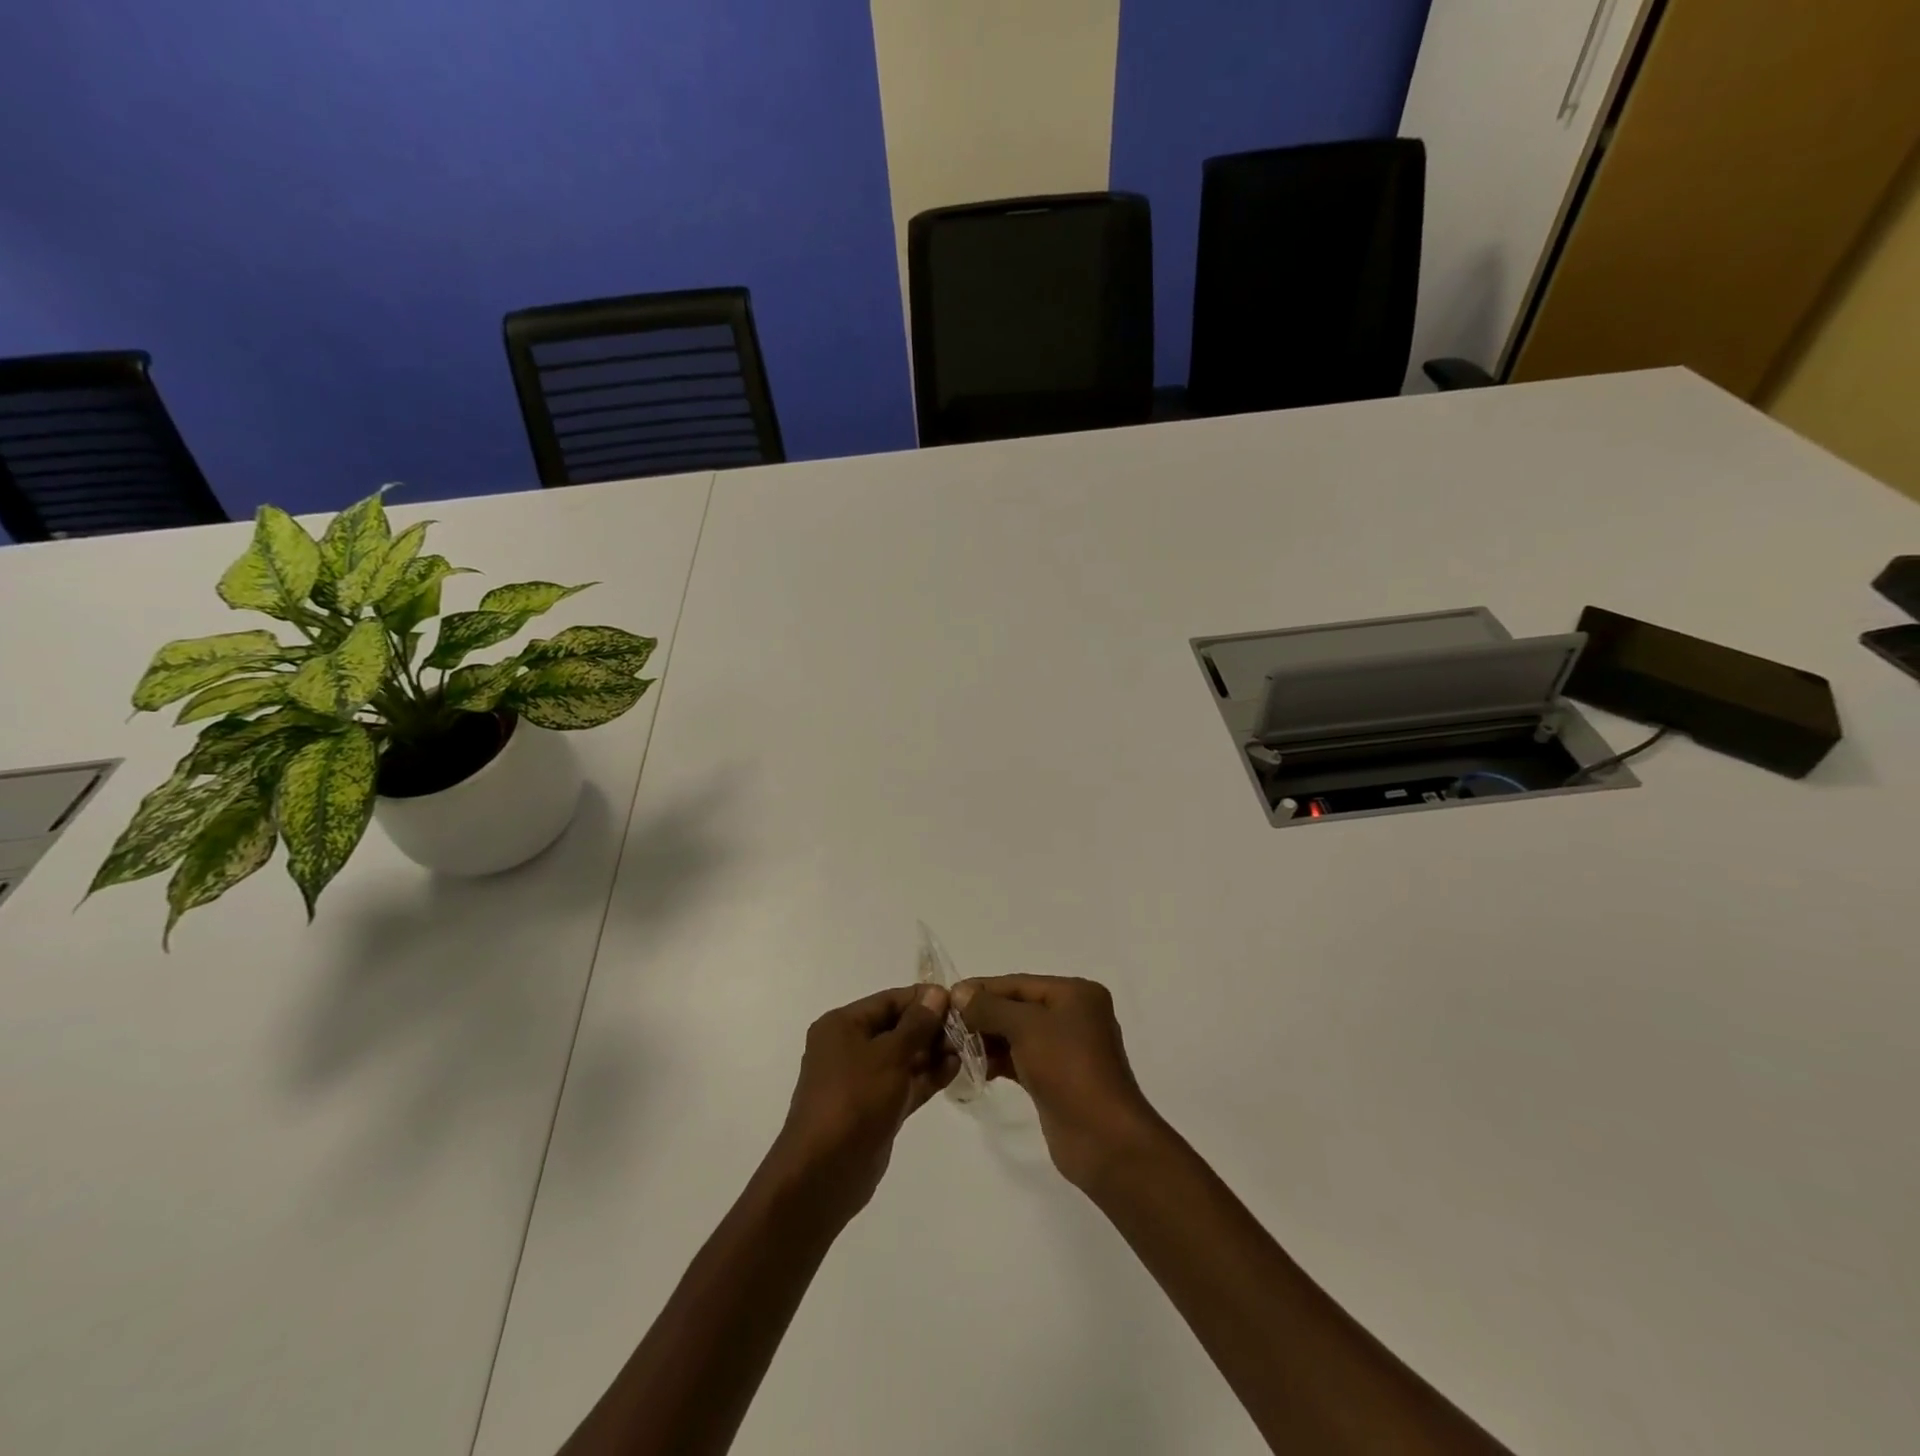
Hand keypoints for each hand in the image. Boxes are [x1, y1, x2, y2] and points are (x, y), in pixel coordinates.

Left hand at [763, 985, 957, 1227]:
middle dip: (931, 1027)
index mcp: (842, 1026)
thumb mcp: (889, 1055)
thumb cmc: (854, 1100)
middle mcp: (850, 1047)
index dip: (923, 999)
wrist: (824, 1173)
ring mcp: (863, 1080)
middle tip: (968, 1029)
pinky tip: (955, 1069)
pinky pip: (905, 1083)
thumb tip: (937, 993)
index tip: (959, 1001)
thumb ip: (917, 1024)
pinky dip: (927, 1076)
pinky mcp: (876, 1108)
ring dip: (933, 1052)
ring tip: (967, 1049)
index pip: (889, 1001)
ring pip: (904, 1057)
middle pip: (897, 1027)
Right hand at [952, 975, 1163, 1191]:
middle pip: (1018, 1007)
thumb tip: (960, 993)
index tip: (946, 997)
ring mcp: (1066, 1049)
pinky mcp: (1057, 1078)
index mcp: (1075, 993)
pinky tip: (975, 1067)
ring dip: (988, 1039)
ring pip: (1018, 1034)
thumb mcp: (1026, 1027)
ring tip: (955, 1047)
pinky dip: (1000, 1060)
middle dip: (983, 1015)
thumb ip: (990, 1008)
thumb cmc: (1067, 1068)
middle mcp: (1074, 1015)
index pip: (1019, 983)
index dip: (982, 989)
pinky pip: (1022, 1058)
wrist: (1103, 1138)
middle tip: (946, 1025)